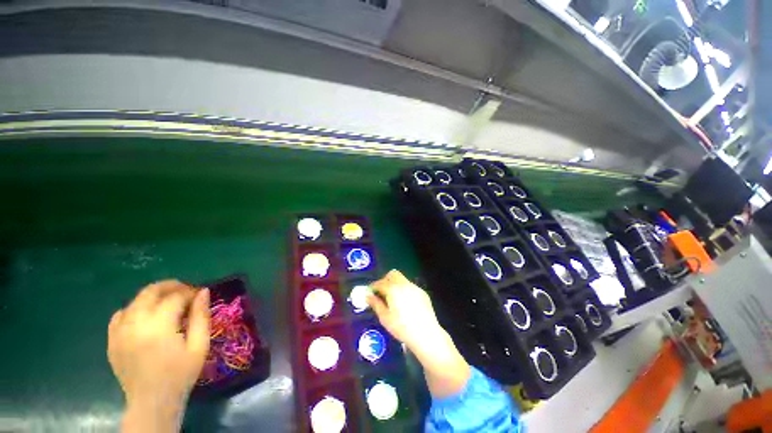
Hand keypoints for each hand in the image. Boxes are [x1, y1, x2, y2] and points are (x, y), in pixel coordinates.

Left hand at [108, 280, 209, 432]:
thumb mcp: (199, 345)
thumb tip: (203, 292)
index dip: (190, 292)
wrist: (152, 402)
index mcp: (159, 326)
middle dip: (170, 286)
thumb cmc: (181, 374)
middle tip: (185, 292)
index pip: (175, 297)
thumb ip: (201, 316)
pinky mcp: (112, 340)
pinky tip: (145, 317)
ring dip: (154, 297)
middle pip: (150, 292)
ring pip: (135, 301)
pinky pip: (120, 315)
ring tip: (168, 304)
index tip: (200, 296)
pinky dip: (134, 309)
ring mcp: (119, 332)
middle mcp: (135, 324)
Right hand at [367, 270, 442, 350]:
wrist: (426, 334)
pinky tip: (405, 303)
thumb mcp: (385, 318)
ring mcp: (415, 287)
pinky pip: (410, 286)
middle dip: (385, 280)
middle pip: (392, 274)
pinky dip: (404, 290)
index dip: (373, 287)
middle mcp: (404, 284)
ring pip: (402, 279)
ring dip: (395, 284)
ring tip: (393, 299)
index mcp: (393, 289)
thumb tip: (368, 296)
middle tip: (381, 292)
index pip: (380, 283)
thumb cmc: (402, 327)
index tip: (369, 292)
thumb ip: (376, 304)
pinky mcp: (422, 293)